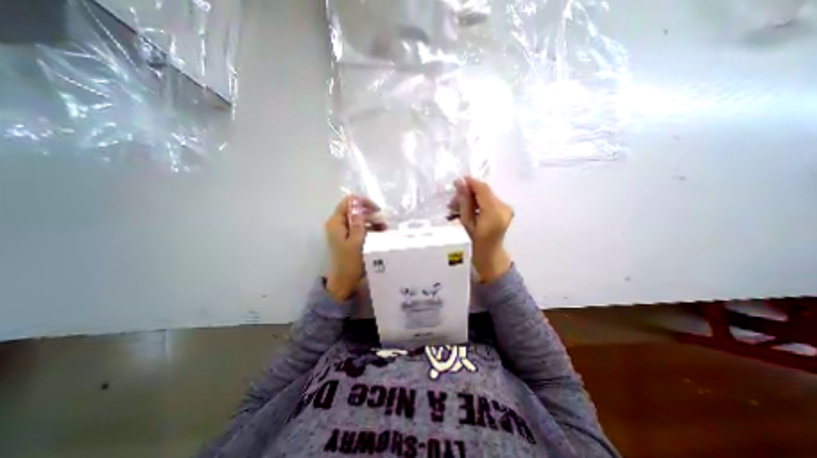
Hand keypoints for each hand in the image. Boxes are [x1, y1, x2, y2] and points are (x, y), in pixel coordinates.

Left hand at [327, 194, 383, 300]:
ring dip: (372, 221)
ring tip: (384, 228)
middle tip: (383, 221)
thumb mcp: (356, 243)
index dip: (363, 202)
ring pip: (358, 219)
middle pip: (354, 209)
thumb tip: (358, 206)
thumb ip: (357, 224)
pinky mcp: (348, 237)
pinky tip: (380, 233)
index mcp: (336, 223)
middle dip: (369, 213)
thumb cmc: (349, 263)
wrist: (344, 282)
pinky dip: (369, 228)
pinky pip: (359, 227)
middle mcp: (338, 224)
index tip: (377, 210)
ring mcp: (343, 231)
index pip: (348, 202)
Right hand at [453, 175, 508, 279]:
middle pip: (484, 191)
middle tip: (452, 202)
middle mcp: (504, 207)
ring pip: (485, 195)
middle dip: (467, 193)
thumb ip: (464, 201)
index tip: (456, 182)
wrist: (490, 254)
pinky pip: (488, 201)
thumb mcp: (466, 222)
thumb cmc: (476, 242)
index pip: (483, 189)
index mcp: (495, 212)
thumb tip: (460, 183)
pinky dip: (477, 202)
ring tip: (456, 208)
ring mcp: (506, 208)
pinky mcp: (505, 209)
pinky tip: (466, 209)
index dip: (470, 182)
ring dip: (470, 198)